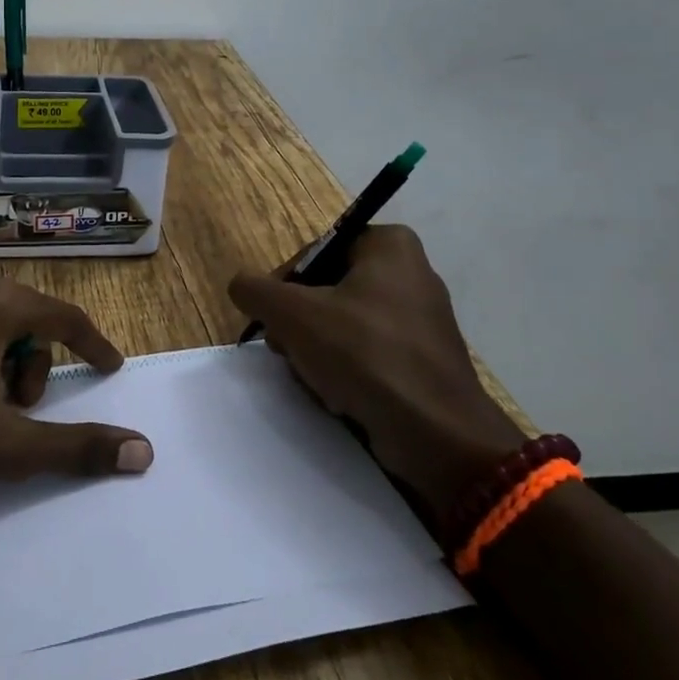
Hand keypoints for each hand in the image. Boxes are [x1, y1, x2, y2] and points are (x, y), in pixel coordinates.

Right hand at [228, 225, 523, 520]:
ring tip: (317, 379)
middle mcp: (410, 273)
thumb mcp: (293, 315)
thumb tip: (241, 286)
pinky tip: (341, 396)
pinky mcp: (425, 360)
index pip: (314, 254)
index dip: (284, 287)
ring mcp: (421, 319)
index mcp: (389, 245)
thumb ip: (255, 291)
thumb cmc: (365, 355)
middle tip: (290, 351)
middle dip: (301, 325)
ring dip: (318, 352)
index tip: (274, 321)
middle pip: (326, 291)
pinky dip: (348, 372)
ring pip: (343, 326)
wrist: (437, 434)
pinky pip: (370, 354)